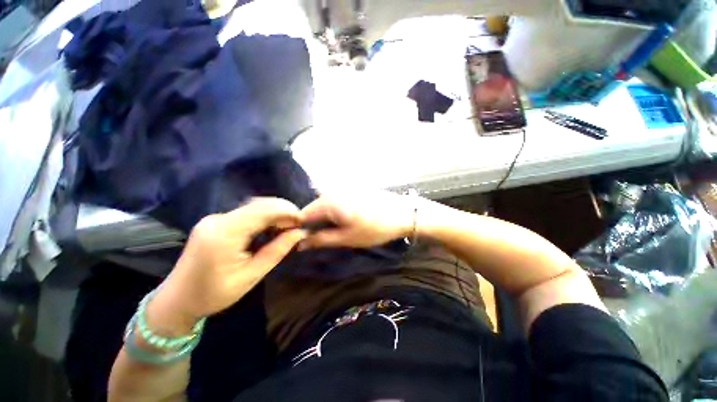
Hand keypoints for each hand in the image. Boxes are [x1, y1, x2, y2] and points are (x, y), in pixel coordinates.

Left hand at [149, 198, 306, 330]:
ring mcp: (215, 218)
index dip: (287, 211)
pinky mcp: (216, 222)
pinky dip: (264, 217)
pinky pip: (247, 213)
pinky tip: (271, 228)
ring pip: (254, 206)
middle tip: (298, 225)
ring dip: (275, 213)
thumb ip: (277, 251)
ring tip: (288, 227)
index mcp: (224, 234)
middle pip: (259, 204)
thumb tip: (299, 233)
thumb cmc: (213, 294)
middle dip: (283, 211)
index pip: (263, 211)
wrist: (176, 300)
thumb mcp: (251, 276)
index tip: (303, 221)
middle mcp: (218, 219)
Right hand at [299, 191, 415, 249]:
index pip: (301, 215)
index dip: (297, 230)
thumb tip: (299, 244)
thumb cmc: (374, 228)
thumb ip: (321, 240)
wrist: (402, 213)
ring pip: (323, 206)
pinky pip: (334, 202)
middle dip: (311, 226)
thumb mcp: (346, 238)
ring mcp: (341, 189)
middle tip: (317, 241)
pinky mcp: (350, 191)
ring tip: (331, 233)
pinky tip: (341, 222)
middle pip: (312, 209)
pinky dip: (333, 214)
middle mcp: (331, 192)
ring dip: (323, 220)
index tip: (298, 243)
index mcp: (327, 202)